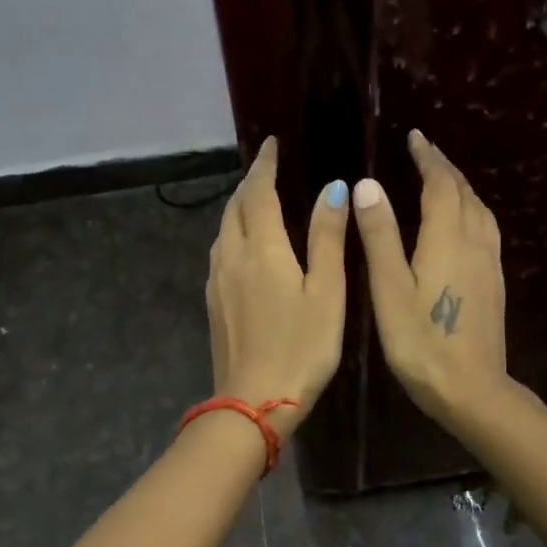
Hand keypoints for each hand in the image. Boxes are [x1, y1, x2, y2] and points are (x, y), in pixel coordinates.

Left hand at [206, 138, 349, 439]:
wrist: (254, 401)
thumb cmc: (302, 345)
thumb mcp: (327, 291)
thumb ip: (327, 237)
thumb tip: (333, 188)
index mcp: (262, 248)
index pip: (259, 192)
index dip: (265, 165)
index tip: (271, 145)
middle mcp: (232, 255)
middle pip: (235, 206)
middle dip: (250, 183)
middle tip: (267, 169)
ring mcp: (217, 279)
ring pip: (223, 229)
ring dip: (239, 207)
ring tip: (257, 200)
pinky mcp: (213, 301)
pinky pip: (220, 251)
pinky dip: (233, 232)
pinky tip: (245, 244)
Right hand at [353, 129, 510, 427]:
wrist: (473, 390)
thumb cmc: (421, 342)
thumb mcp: (389, 288)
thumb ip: (380, 236)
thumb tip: (368, 185)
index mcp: (447, 238)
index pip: (440, 184)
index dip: (428, 158)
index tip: (415, 137)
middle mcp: (474, 242)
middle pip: (464, 192)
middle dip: (444, 168)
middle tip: (425, 151)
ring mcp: (489, 263)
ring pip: (479, 210)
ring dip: (461, 187)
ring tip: (443, 179)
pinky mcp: (494, 282)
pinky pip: (486, 228)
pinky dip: (471, 209)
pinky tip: (463, 222)